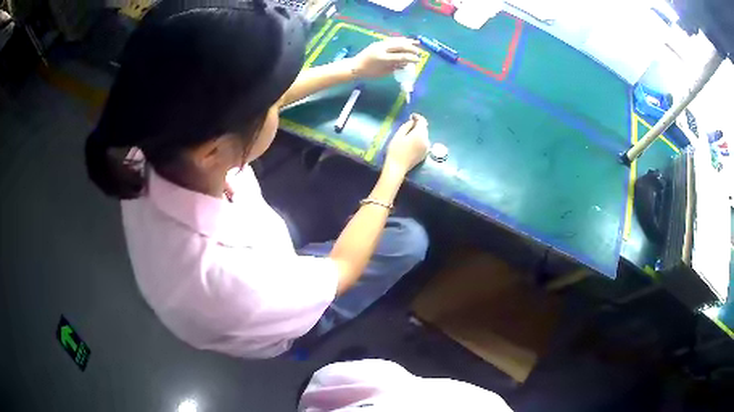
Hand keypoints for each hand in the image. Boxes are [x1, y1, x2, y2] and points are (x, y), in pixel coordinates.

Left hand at [351, 38, 421, 77]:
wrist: (355, 66)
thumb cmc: (369, 72)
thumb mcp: (384, 73)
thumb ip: (395, 67)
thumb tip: (406, 64)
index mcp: (383, 59)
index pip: (400, 57)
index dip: (411, 58)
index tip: (418, 60)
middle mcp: (382, 49)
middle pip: (400, 46)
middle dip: (411, 49)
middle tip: (418, 53)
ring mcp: (380, 44)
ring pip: (396, 41)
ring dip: (407, 41)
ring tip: (416, 42)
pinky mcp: (378, 43)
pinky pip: (391, 40)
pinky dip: (400, 40)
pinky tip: (405, 40)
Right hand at [385, 113, 429, 174]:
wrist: (397, 168)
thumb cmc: (395, 150)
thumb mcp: (398, 135)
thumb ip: (406, 126)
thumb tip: (412, 121)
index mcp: (420, 134)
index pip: (422, 121)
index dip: (418, 117)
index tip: (412, 116)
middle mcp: (426, 140)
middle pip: (424, 129)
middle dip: (418, 125)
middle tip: (409, 123)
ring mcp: (426, 148)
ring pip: (424, 136)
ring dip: (419, 132)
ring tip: (409, 132)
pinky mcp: (424, 154)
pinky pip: (423, 142)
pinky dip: (419, 139)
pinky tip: (412, 141)